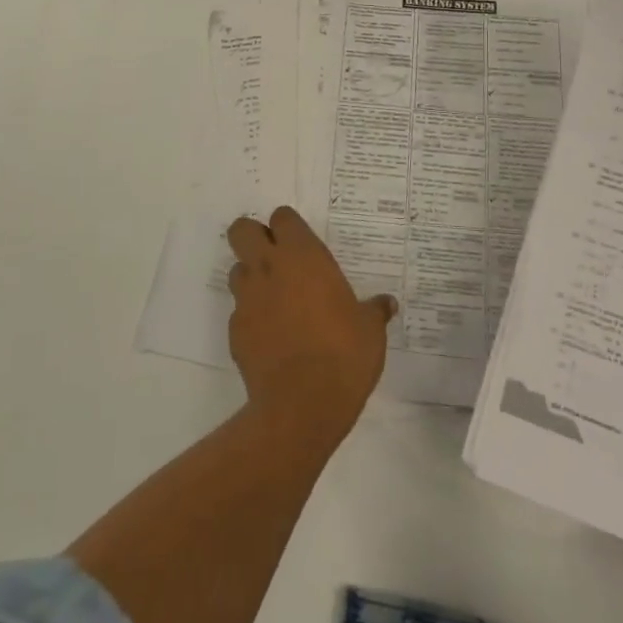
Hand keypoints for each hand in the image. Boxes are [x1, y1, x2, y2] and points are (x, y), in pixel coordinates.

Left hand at [227, 208, 394, 445]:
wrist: (302, 405)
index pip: (282, 217)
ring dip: (252, 277)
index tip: (301, 244)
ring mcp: (247, 298)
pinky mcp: (235, 330)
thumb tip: (387, 304)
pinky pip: (240, 311)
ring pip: (237, 269)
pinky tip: (272, 337)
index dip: (288, 227)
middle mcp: (269, 268)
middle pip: (243, 230)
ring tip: (276, 300)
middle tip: (276, 258)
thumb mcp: (370, 330)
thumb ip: (374, 311)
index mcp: (302, 256)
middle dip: (253, 237)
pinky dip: (252, 317)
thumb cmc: (344, 354)